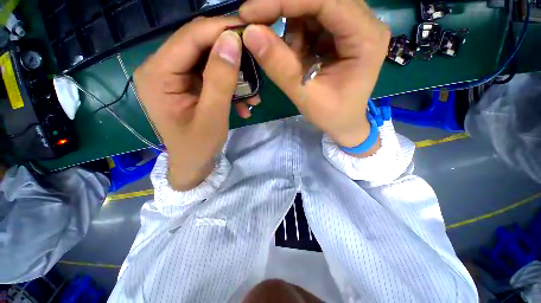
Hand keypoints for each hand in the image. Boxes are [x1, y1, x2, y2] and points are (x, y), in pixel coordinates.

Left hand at [134, 17, 256, 189]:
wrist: (193, 164)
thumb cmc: (199, 146)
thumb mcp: (212, 116)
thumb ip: (220, 79)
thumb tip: (232, 40)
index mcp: (157, 75)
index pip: (190, 37)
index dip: (221, 30)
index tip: (250, 31)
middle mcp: (161, 69)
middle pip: (199, 45)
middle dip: (230, 53)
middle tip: (256, 63)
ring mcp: (174, 77)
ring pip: (208, 60)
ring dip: (234, 75)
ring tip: (253, 94)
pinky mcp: (187, 85)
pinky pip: (210, 76)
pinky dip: (229, 86)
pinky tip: (243, 103)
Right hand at [239, 0, 389, 147]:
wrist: (344, 124)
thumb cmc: (331, 115)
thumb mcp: (305, 95)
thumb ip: (280, 66)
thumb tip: (250, 33)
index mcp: (365, 38)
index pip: (325, 1)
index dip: (283, 1)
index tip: (250, 13)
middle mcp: (364, 23)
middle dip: (283, 8)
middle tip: (255, 23)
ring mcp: (353, 26)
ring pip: (313, 8)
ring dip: (289, 25)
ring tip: (285, 54)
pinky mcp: (340, 33)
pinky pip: (313, 21)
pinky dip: (296, 34)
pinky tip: (294, 55)